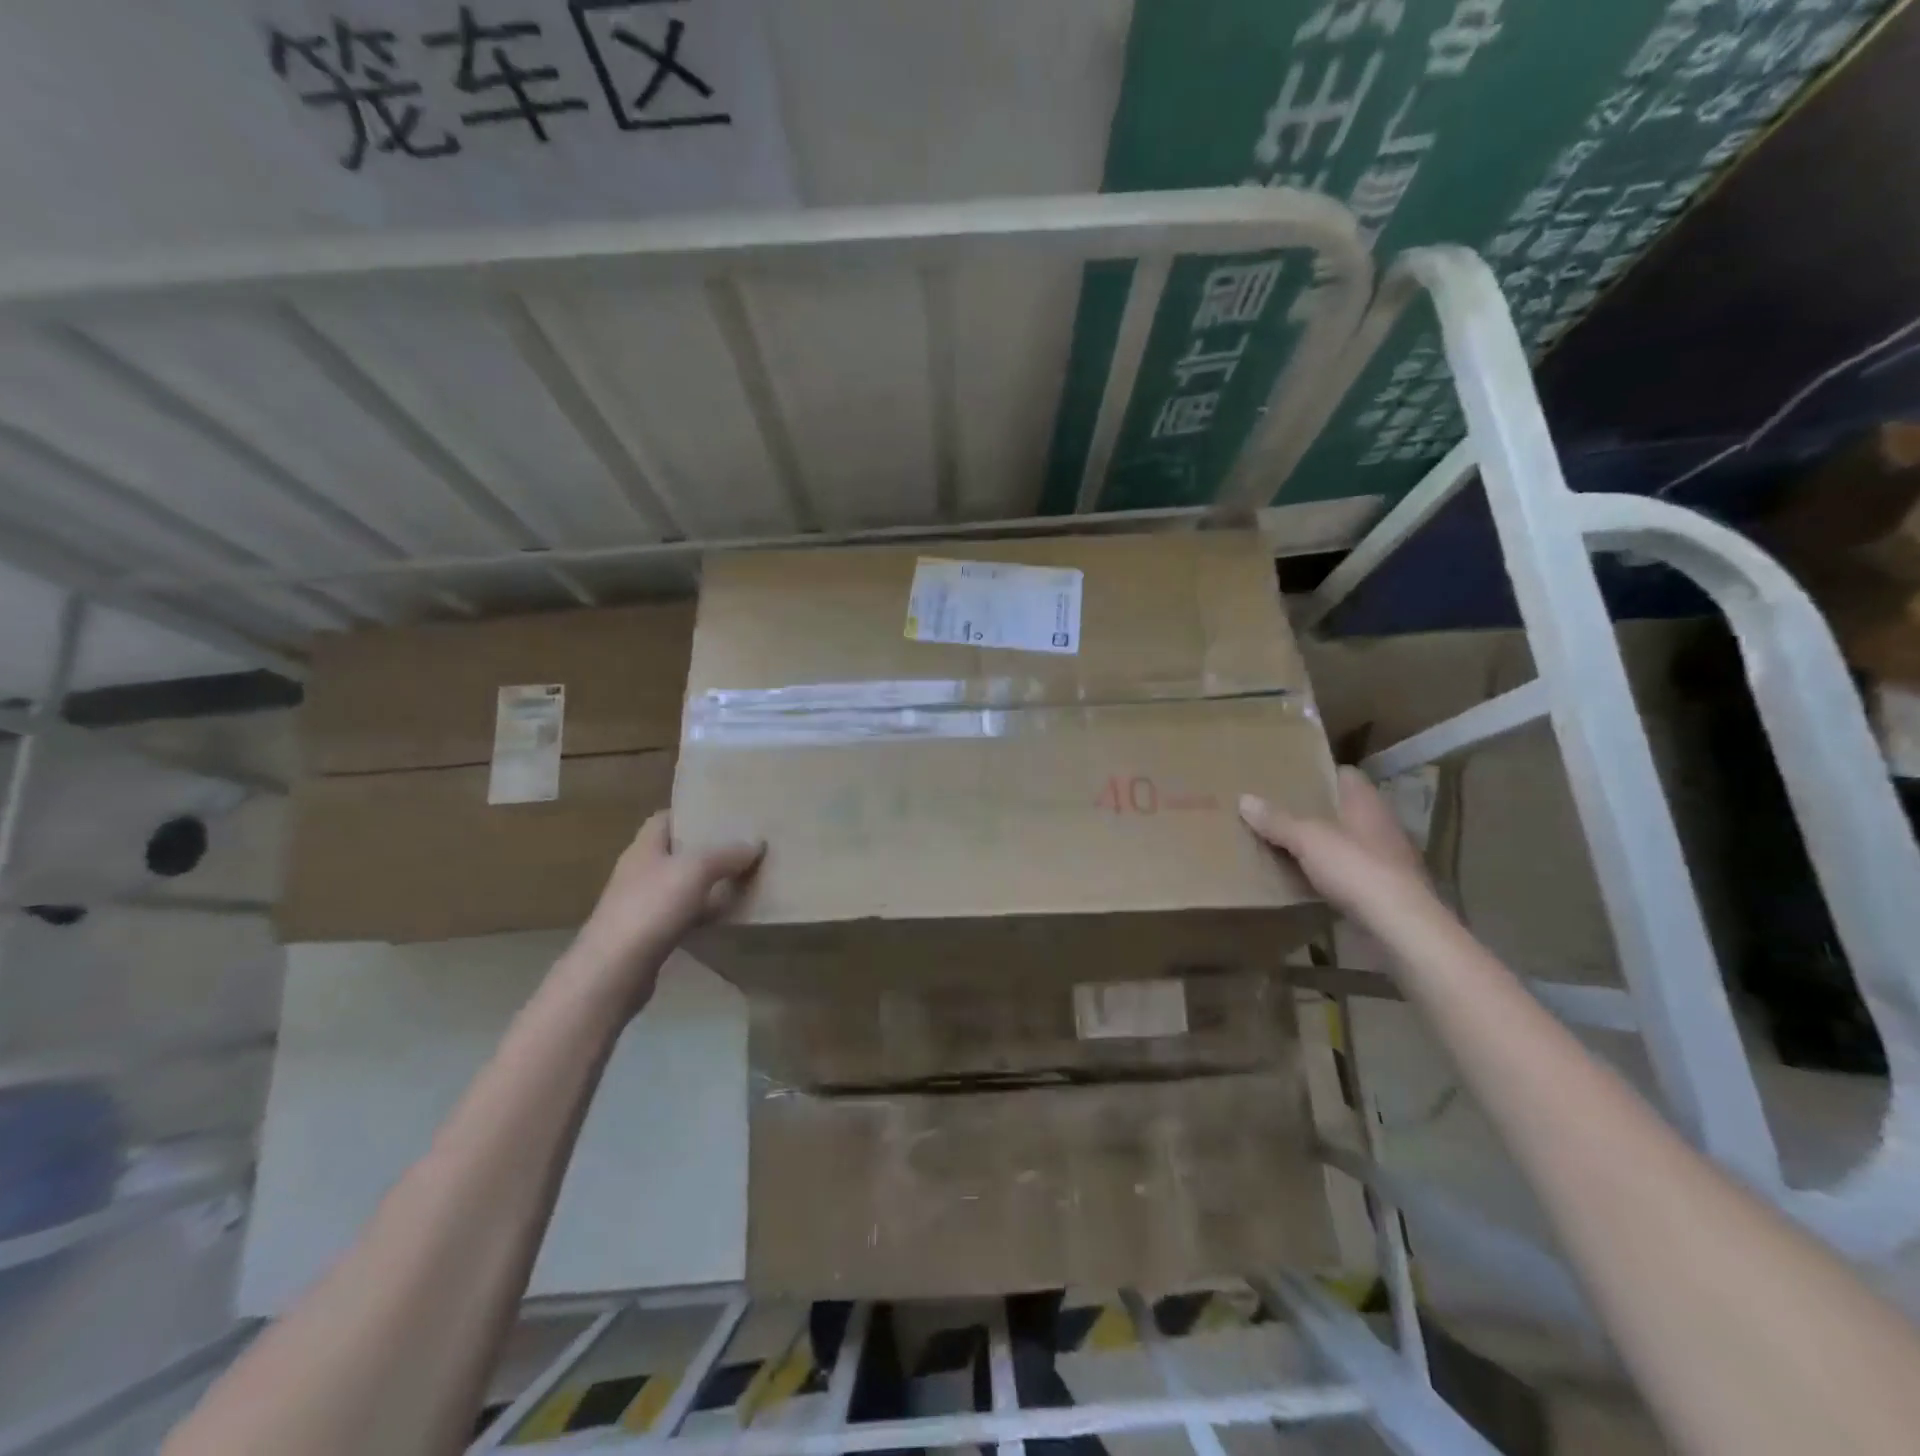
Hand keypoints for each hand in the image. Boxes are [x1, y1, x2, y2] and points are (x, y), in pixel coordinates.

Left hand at [562, 812, 763, 1014]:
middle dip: (707, 847)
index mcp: (643, 848)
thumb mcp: (695, 870)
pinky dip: (703, 912)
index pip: (664, 819)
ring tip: (743, 876)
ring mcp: (642, 905)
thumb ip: (725, 854)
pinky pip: (683, 914)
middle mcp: (640, 872)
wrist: (614, 971)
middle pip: (676, 851)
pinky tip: (726, 915)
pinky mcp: (649, 935)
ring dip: (708, 882)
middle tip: (742, 844)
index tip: (723, 812)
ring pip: (682, 885)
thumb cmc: (650, 908)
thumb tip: (754, 844)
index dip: (691, 812)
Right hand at [1239, 766, 1437, 933]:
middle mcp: (1381, 825)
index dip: (1321, 774)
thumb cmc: (1357, 868)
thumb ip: (1277, 821)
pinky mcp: (1386, 889)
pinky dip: (1332, 872)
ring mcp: (1387, 859)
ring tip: (1288, 843)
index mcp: (1367, 803)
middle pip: (1345, 809)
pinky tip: (1309, 879)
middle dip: (1317, 810)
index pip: (1347, 775)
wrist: (1401, 926)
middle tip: (1280, 809)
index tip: (1292, 777)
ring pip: (1348, 841)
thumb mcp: (1308, 840)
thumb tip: (1244, 799)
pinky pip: (1352, 871)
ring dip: (1325, 843)